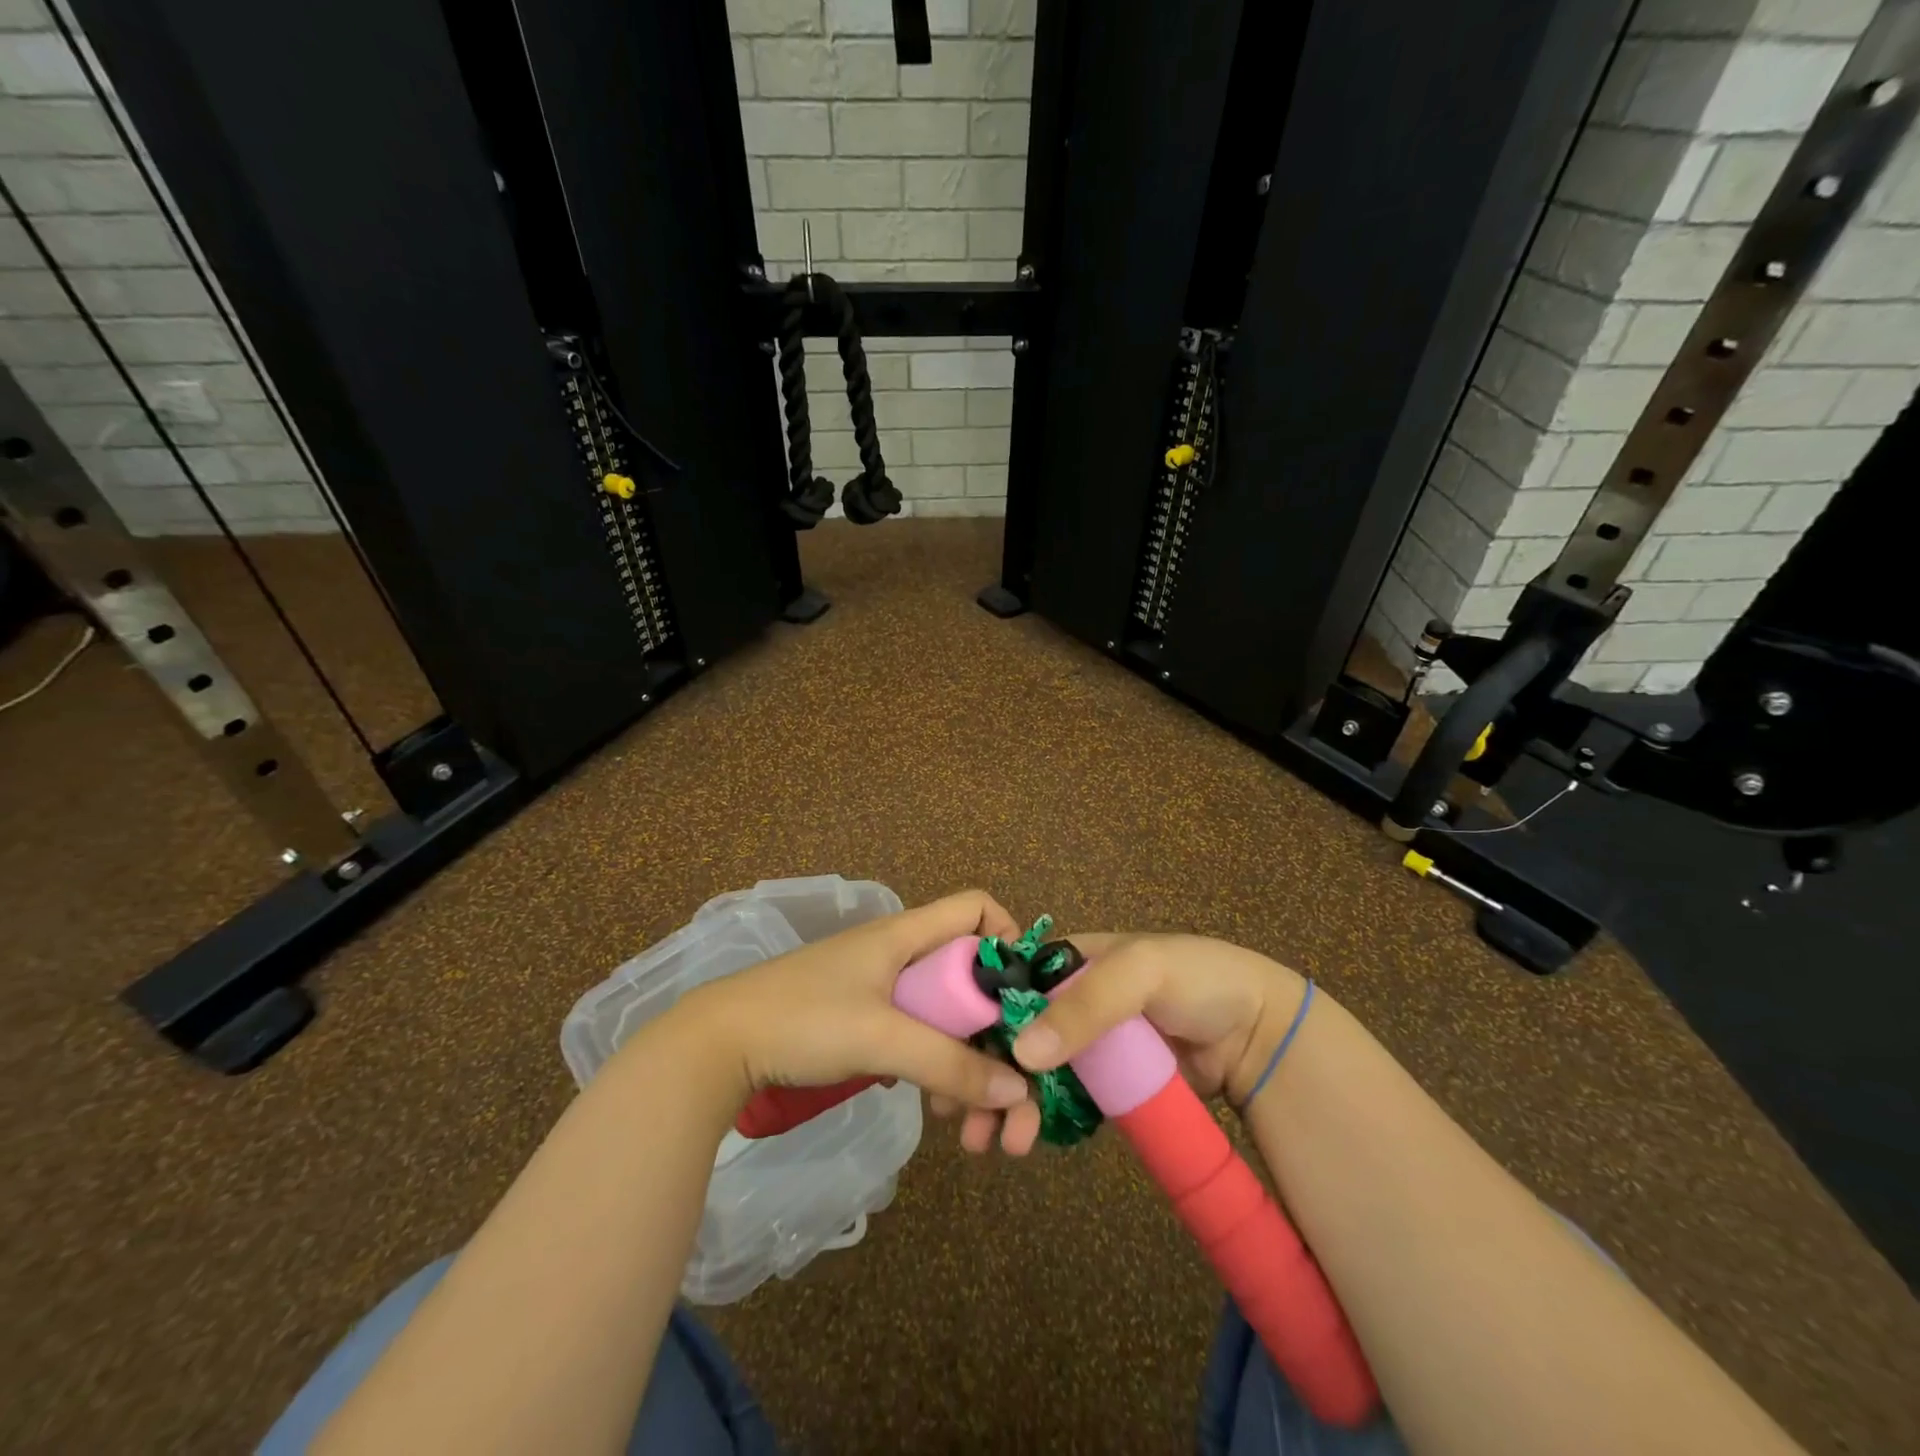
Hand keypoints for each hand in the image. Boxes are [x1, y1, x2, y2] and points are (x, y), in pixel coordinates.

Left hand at [670, 891, 1042, 1150]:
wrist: (719, 1045)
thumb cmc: (804, 1020)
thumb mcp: (882, 1039)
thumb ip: (950, 1063)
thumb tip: (1019, 1090)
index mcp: (907, 935)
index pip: (976, 909)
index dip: (1008, 939)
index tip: (1023, 996)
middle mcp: (902, 956)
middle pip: (970, 980)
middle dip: (997, 1035)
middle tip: (1013, 1094)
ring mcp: (883, 991)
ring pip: (947, 1019)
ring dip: (969, 1066)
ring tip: (972, 1126)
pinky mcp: (865, 1022)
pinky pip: (920, 1039)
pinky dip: (937, 1071)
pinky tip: (937, 1111)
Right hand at [940, 933, 1307, 1154]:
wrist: (1258, 1032)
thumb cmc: (1196, 980)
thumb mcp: (1141, 972)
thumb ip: (1086, 1006)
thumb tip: (1024, 1053)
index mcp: (1067, 962)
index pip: (1007, 986)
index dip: (976, 1019)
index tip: (946, 1054)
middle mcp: (1067, 1001)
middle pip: (1010, 1035)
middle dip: (982, 1072)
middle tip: (958, 1116)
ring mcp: (1085, 1045)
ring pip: (1029, 1072)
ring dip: (1003, 1103)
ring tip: (990, 1143)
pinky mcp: (1105, 1084)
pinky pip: (1061, 1100)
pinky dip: (1037, 1118)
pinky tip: (1022, 1140)